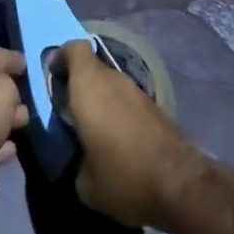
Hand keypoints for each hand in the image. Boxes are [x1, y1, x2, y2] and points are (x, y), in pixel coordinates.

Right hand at [58, 39, 206, 229]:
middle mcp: (112, 79)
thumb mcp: (85, 183)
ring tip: (93, 129)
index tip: (53, 80)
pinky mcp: (154, 107)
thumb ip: (74, 159)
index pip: (73, 48)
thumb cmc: (123, 176)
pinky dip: (117, 110)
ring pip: (109, 82)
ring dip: (99, 98)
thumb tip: (80, 158)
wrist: (181, 185)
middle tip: (69, 110)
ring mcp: (136, 91)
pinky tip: (117, 140)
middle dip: (77, 82)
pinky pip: (125, 98)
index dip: (60, 57)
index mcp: (89, 86)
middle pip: (90, 66)